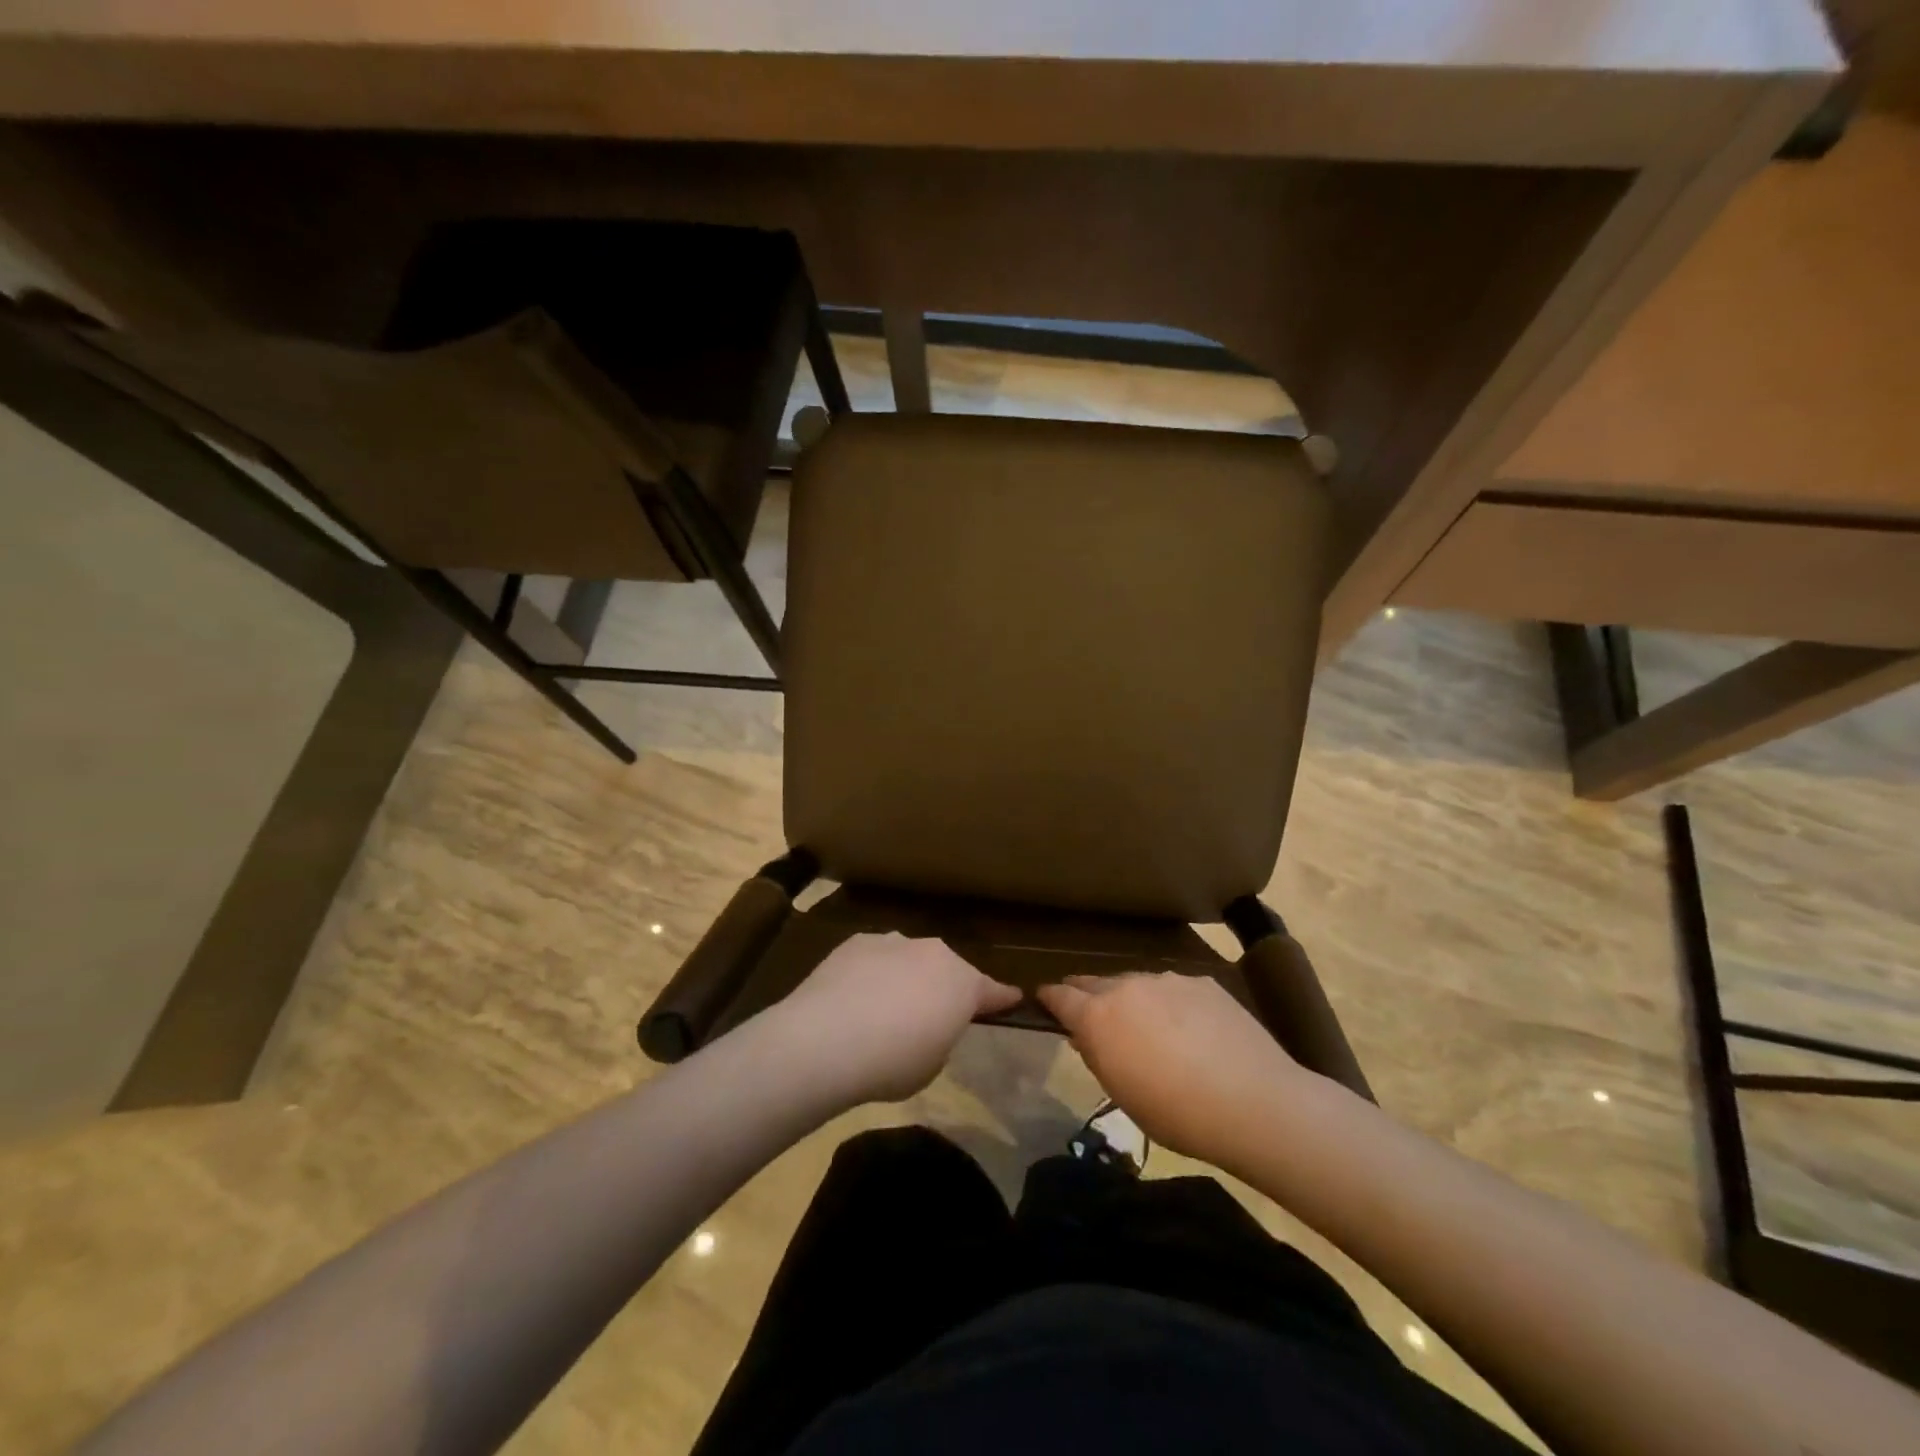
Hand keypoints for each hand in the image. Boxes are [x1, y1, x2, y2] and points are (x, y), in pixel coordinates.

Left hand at [780, 933, 1020, 1103]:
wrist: (827, 1040)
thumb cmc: (892, 1063)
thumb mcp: (933, 1064)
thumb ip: (940, 1037)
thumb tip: (928, 1024)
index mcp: (962, 984)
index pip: (992, 991)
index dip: (1002, 999)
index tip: (1014, 999)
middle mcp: (933, 953)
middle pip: (948, 970)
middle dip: (944, 988)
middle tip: (931, 1016)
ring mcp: (894, 942)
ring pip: (910, 959)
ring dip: (907, 978)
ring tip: (886, 1010)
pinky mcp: (858, 942)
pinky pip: (876, 959)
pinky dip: (874, 974)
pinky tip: (856, 998)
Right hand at [1038, 973, 1303, 1169]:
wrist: (1255, 1103)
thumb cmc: (1178, 1114)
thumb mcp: (1123, 1095)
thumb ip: (1099, 1057)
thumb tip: (1086, 1036)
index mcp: (1099, 1016)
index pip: (1060, 995)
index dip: (1049, 998)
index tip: (1043, 1001)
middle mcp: (1127, 986)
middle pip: (1095, 982)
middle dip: (1087, 996)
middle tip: (1091, 1016)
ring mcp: (1167, 980)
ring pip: (1135, 983)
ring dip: (1131, 1000)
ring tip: (1147, 1027)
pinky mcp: (1201, 982)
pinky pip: (1172, 989)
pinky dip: (1169, 1003)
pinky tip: (1190, 1030)